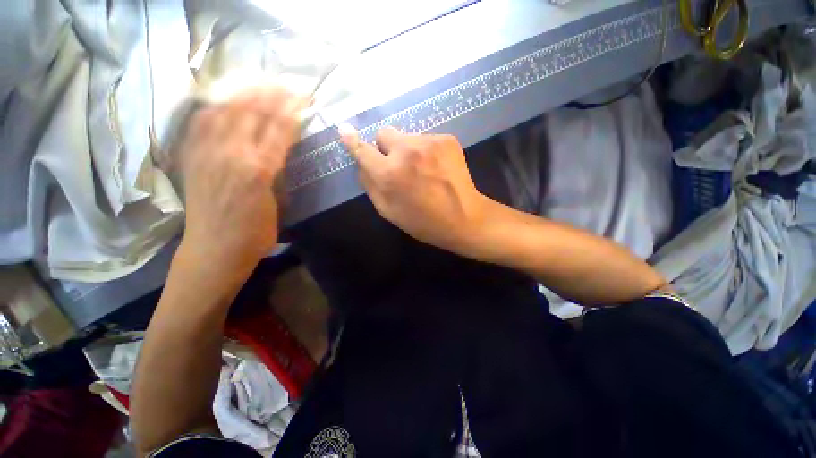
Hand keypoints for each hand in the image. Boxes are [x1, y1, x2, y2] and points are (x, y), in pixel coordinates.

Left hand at [178, 88, 306, 273]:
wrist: (213, 251)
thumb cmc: (255, 233)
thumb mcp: (278, 203)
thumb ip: (278, 172)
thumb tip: (280, 150)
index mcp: (259, 169)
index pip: (279, 128)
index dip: (292, 109)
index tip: (303, 97)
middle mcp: (230, 153)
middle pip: (252, 112)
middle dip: (271, 93)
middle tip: (286, 84)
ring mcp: (206, 152)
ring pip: (225, 110)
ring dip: (244, 93)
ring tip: (258, 84)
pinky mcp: (191, 157)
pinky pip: (201, 122)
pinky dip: (215, 106)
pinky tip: (224, 101)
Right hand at [339, 125, 487, 253]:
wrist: (464, 218)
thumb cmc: (423, 222)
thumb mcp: (389, 211)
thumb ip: (370, 185)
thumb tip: (362, 164)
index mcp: (389, 173)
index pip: (362, 149)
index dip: (352, 142)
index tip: (344, 131)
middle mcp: (406, 150)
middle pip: (384, 133)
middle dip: (386, 148)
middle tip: (399, 166)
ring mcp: (429, 142)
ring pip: (407, 136)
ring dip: (408, 150)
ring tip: (422, 170)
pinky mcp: (446, 139)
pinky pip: (426, 139)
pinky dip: (426, 151)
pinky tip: (436, 168)